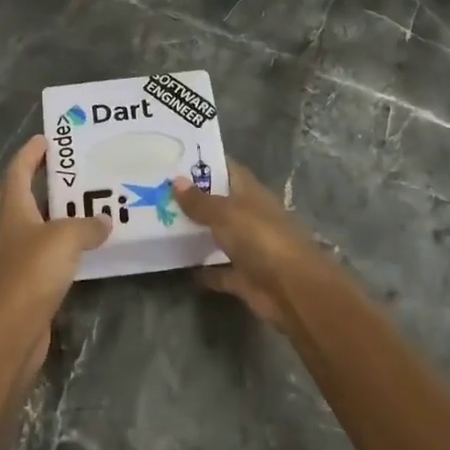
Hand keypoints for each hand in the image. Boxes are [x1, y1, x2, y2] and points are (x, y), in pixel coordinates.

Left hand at [0, 136, 110, 363]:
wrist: (12, 331)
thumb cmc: (33, 273)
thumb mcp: (66, 238)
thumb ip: (87, 224)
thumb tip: (104, 221)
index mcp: (12, 208)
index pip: (18, 170)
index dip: (31, 152)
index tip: (49, 138)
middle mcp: (10, 227)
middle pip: (26, 194)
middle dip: (47, 179)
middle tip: (78, 168)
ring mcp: (16, 255)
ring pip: (39, 223)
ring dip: (60, 212)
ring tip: (90, 202)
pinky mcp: (27, 280)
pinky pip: (48, 250)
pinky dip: (65, 242)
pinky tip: (88, 244)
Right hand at [173, 162, 332, 326]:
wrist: (292, 289)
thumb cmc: (260, 239)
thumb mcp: (226, 213)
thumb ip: (200, 201)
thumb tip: (176, 180)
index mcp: (251, 193)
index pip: (228, 169)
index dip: (204, 163)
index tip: (174, 159)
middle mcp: (251, 217)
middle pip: (220, 203)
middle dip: (193, 199)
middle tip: (157, 191)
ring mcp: (249, 248)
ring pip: (219, 236)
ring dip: (197, 233)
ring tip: (161, 223)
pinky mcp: (244, 277)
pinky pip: (219, 271)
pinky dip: (204, 270)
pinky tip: (179, 264)